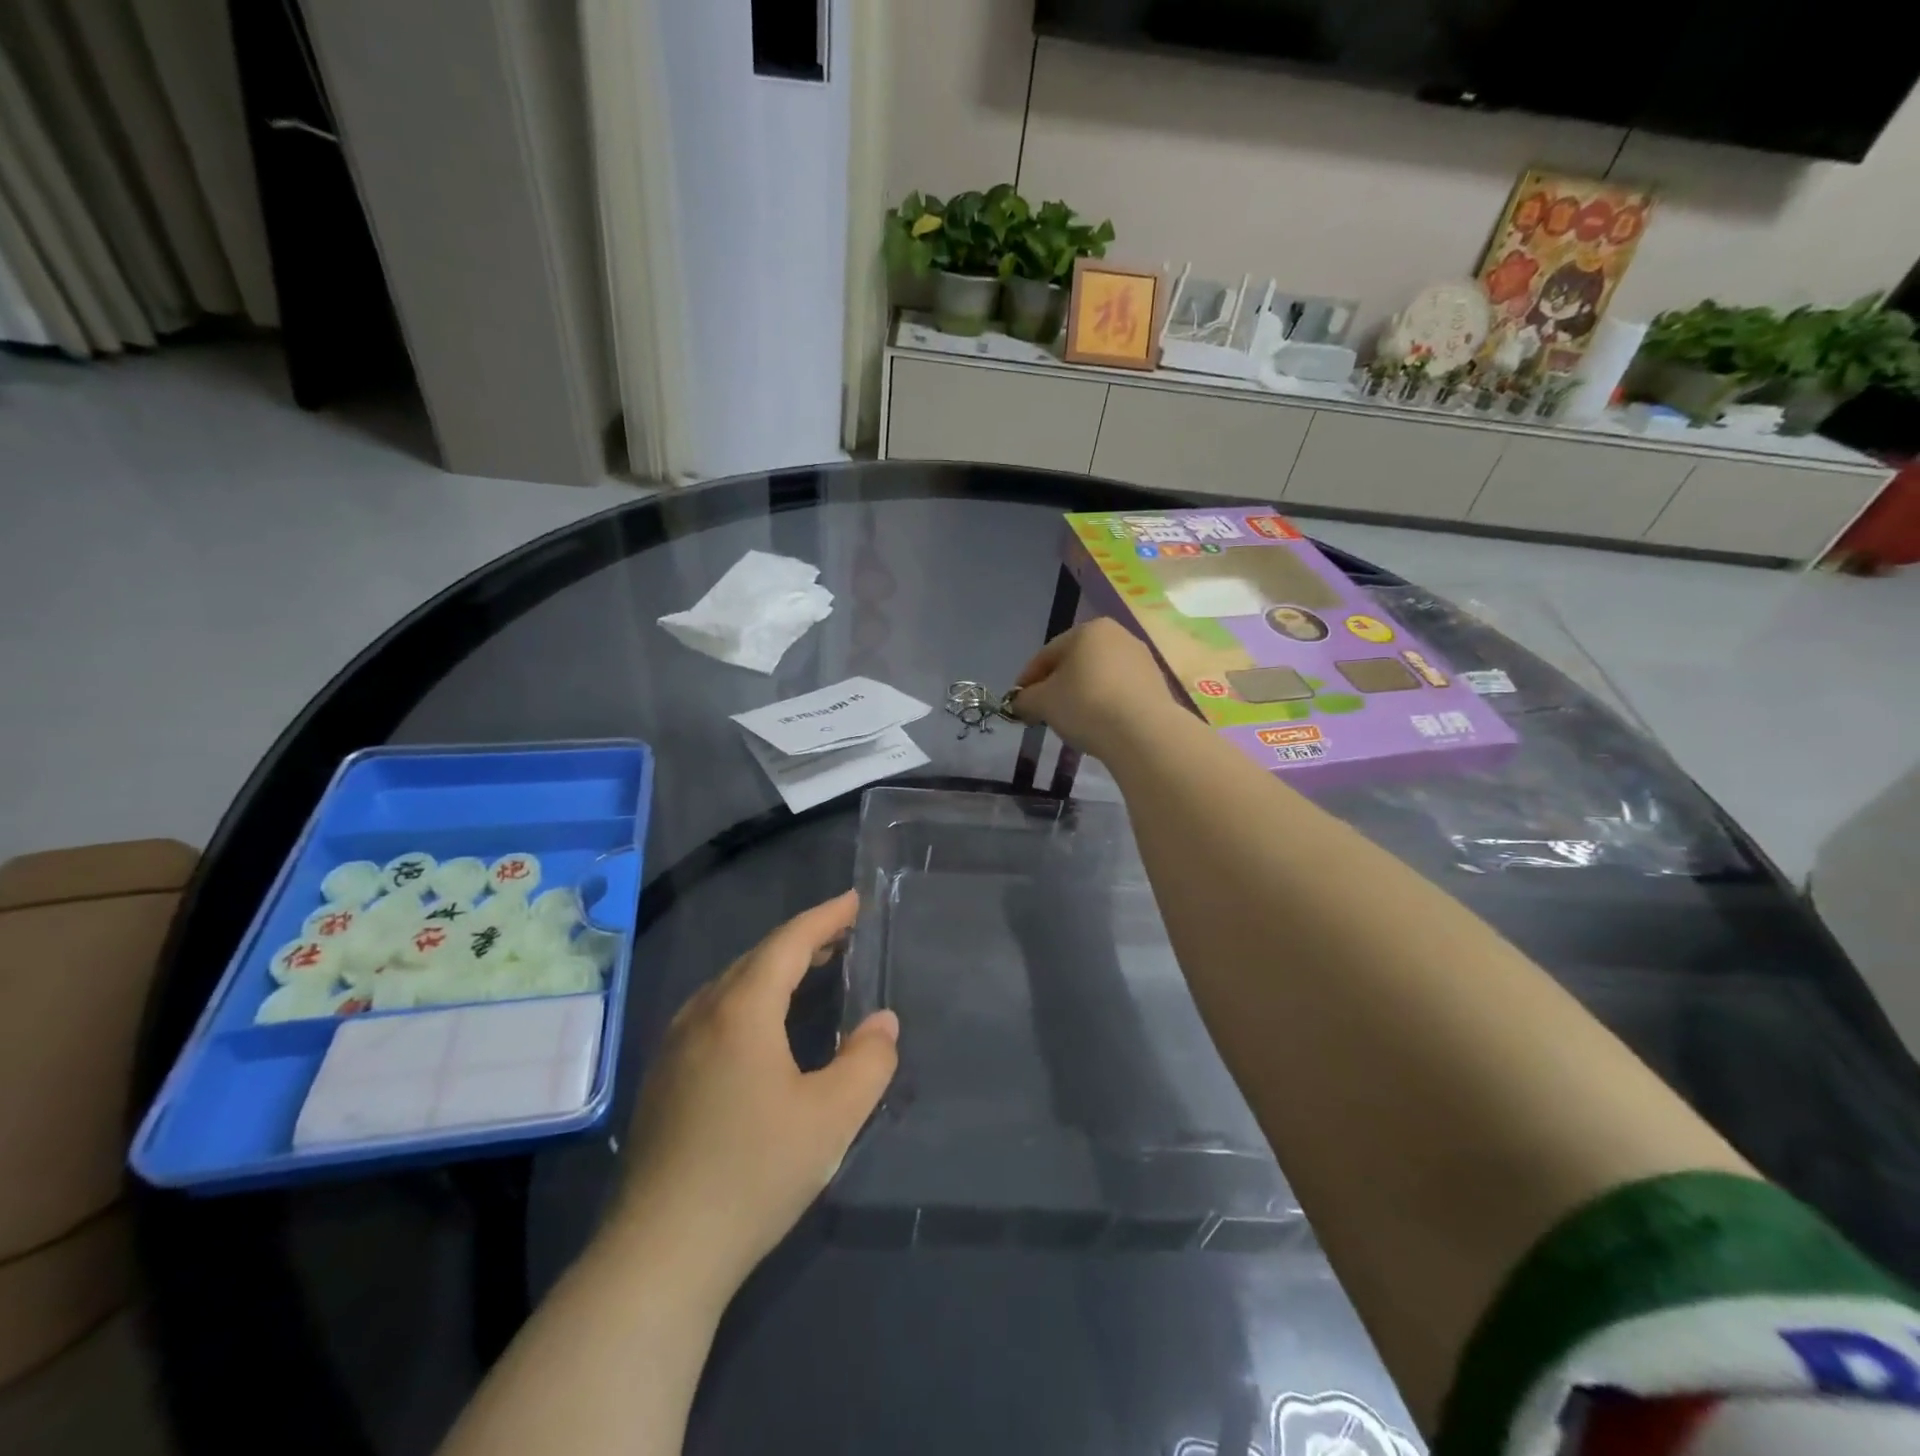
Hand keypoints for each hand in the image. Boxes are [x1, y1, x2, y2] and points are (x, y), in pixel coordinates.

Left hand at [615, 892, 896, 1289]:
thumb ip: (869, 1061)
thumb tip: (883, 1022)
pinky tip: (761, 1026)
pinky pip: (713, 1013)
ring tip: (809, 970)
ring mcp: (674, 1047)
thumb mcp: (832, 1117)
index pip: (788, 943)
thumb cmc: (754, 1173)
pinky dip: (748, 998)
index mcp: (741, 1010)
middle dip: (802, 940)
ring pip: (730, 985)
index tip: (854, 899)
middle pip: (756, 958)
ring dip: (773, 969)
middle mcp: (701, 1015)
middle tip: (841, 935)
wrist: (659, 1254)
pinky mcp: (662, 1080)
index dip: (825, 917)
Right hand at [1014, 617, 1191, 761]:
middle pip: (1074, 664)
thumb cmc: (1085, 705)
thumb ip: (1025, 699)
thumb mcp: (1042, 702)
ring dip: (1081, 696)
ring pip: (1098, 678)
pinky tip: (1098, 725)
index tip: (1018, 704)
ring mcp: (1141, 659)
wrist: (1143, 732)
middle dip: (1056, 688)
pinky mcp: (1156, 684)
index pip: (1046, 655)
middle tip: (1042, 713)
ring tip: (1071, 722)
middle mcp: (1118, 636)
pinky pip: (1119, 692)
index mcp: (1088, 630)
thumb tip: (1020, 703)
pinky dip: (1104, 705)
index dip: (1027, 681)